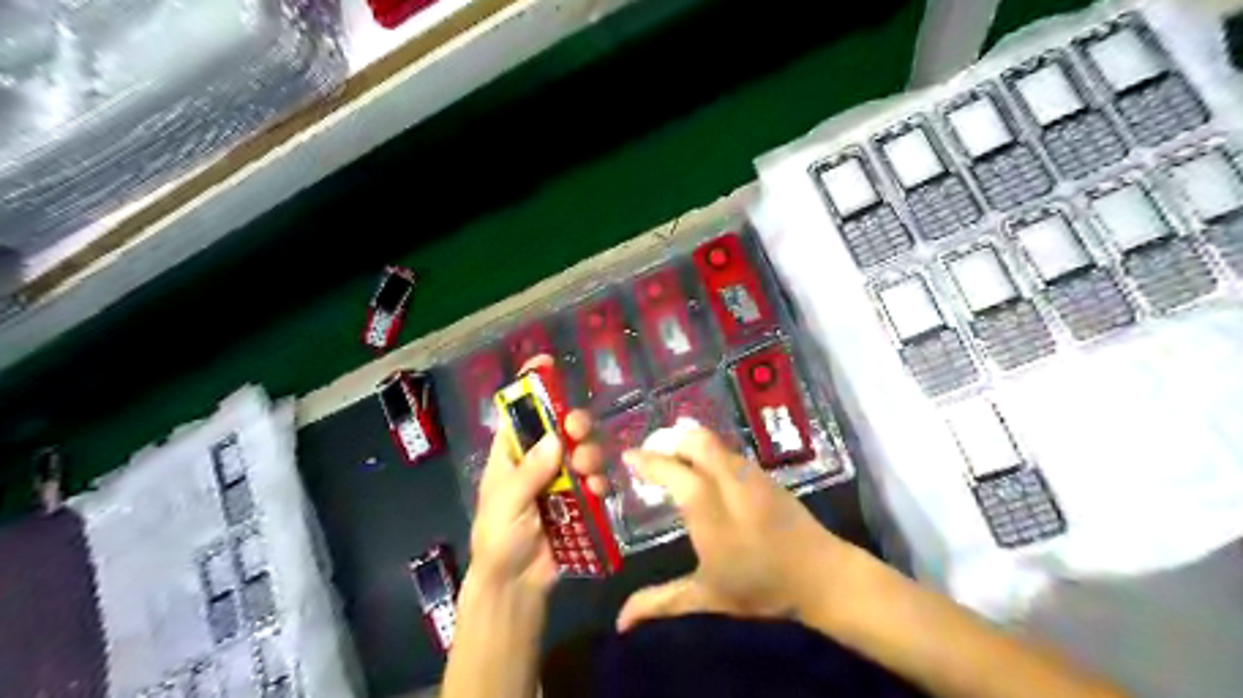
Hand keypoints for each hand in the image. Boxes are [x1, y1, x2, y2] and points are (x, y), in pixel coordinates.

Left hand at [467, 356, 608, 597]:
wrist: (516, 585)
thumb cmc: (498, 539)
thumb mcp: (505, 503)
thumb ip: (529, 472)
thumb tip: (554, 438)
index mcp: (511, 454)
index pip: (518, 411)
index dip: (530, 387)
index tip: (546, 365)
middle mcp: (538, 460)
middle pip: (561, 427)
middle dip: (574, 422)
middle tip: (579, 430)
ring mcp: (561, 479)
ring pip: (584, 449)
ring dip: (591, 452)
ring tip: (588, 471)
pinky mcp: (580, 500)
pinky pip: (596, 479)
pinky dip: (600, 479)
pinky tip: (598, 489)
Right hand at [615, 426, 850, 633]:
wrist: (822, 576)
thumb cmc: (761, 587)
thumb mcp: (707, 598)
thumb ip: (662, 602)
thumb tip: (620, 622)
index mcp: (710, 513)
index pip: (674, 473)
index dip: (648, 461)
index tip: (628, 456)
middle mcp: (730, 485)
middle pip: (697, 442)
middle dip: (670, 439)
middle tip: (650, 448)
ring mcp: (751, 476)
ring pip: (715, 443)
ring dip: (689, 441)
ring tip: (672, 453)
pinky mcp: (766, 475)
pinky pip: (730, 452)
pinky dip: (709, 450)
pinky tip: (704, 465)